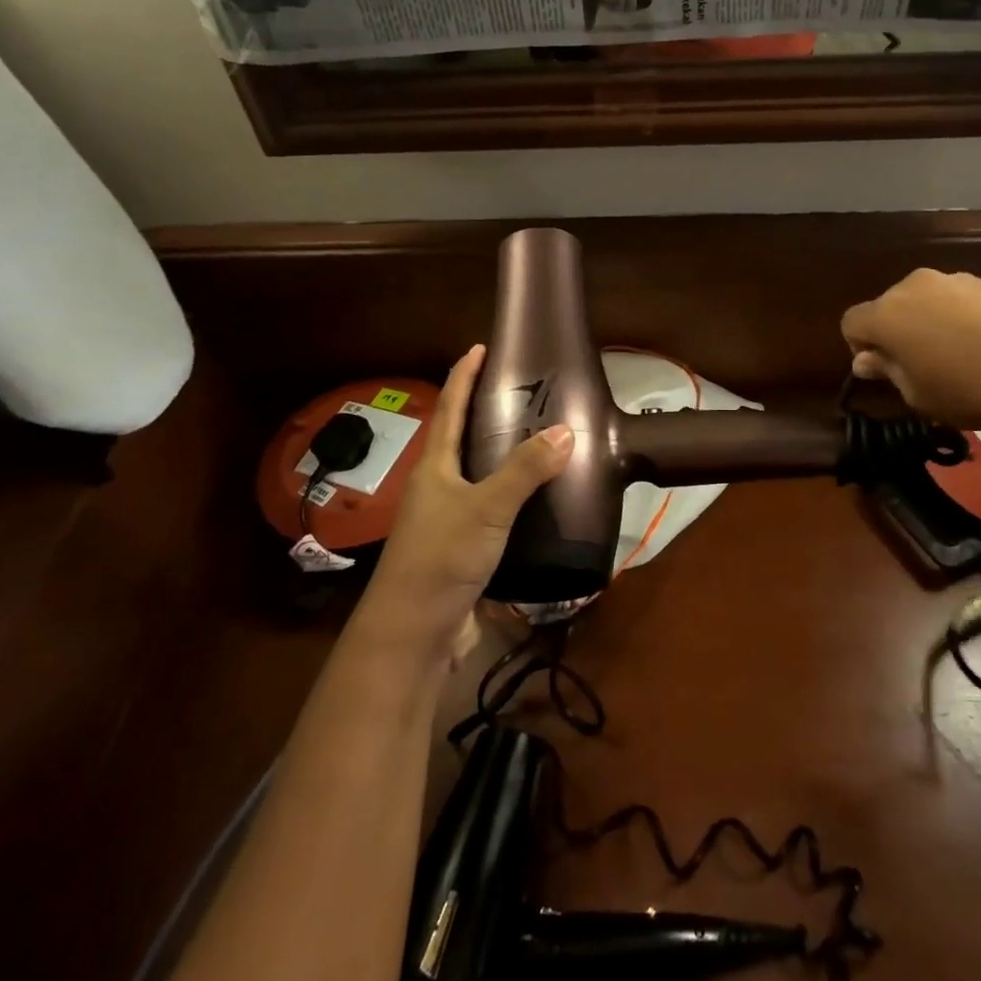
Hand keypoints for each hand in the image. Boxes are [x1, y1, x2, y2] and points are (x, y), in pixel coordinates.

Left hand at [368, 344, 573, 641]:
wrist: (414, 632)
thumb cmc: (441, 557)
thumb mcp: (486, 508)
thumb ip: (524, 471)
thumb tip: (566, 430)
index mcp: (435, 467)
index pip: (449, 408)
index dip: (463, 376)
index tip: (480, 348)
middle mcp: (438, 487)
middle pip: (462, 438)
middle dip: (487, 412)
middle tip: (525, 392)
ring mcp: (449, 519)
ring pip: (479, 475)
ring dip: (504, 455)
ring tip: (541, 438)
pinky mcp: (465, 548)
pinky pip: (493, 508)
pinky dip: (515, 496)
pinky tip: (541, 499)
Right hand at [840, 269, 980, 427]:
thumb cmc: (970, 389)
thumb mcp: (918, 395)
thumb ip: (887, 372)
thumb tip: (865, 360)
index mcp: (887, 315)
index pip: (851, 322)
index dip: (860, 347)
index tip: (884, 371)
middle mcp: (914, 287)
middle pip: (890, 306)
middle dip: (897, 332)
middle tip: (921, 367)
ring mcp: (956, 280)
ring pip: (928, 301)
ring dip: (932, 323)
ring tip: (962, 357)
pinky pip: (963, 301)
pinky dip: (966, 319)